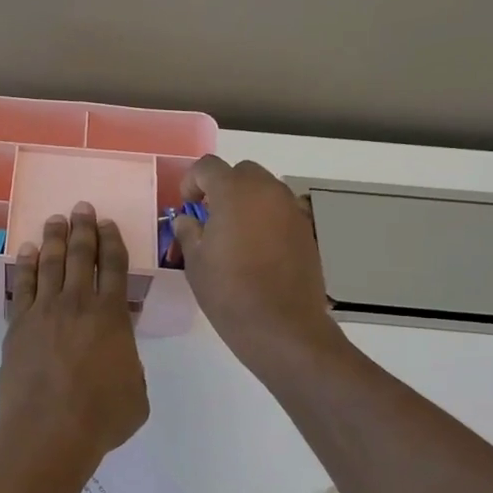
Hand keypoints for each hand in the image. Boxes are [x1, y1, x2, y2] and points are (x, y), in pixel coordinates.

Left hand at [0, 202, 148, 475]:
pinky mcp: (18, 325)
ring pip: (49, 263)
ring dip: (53, 238)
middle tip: (80, 207)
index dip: (111, 241)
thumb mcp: (137, 391)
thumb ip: (129, 362)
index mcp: (111, 316)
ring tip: (54, 219)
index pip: (113, 266)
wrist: (49, 430)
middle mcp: (78, 303)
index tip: (107, 223)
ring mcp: (44, 311)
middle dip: (82, 228)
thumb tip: (118, 351)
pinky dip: (25, 265)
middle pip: (80, 255)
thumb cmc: (101, 416)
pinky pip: (23, 285)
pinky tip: (26, 251)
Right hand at [172, 156, 348, 383]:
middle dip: (222, 187)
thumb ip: (188, 231)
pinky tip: (256, 250)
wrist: (282, 326)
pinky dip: (265, 219)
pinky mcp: (306, 230)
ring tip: (233, 234)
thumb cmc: (229, 292)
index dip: (191, 181)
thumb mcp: (195, 261)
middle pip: (240, 172)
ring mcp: (291, 209)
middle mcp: (267, 191)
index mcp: (234, 192)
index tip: (186, 206)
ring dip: (245, 201)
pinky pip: (280, 211)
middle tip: (209, 217)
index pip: (208, 167)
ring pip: (264, 189)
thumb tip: (188, 219)